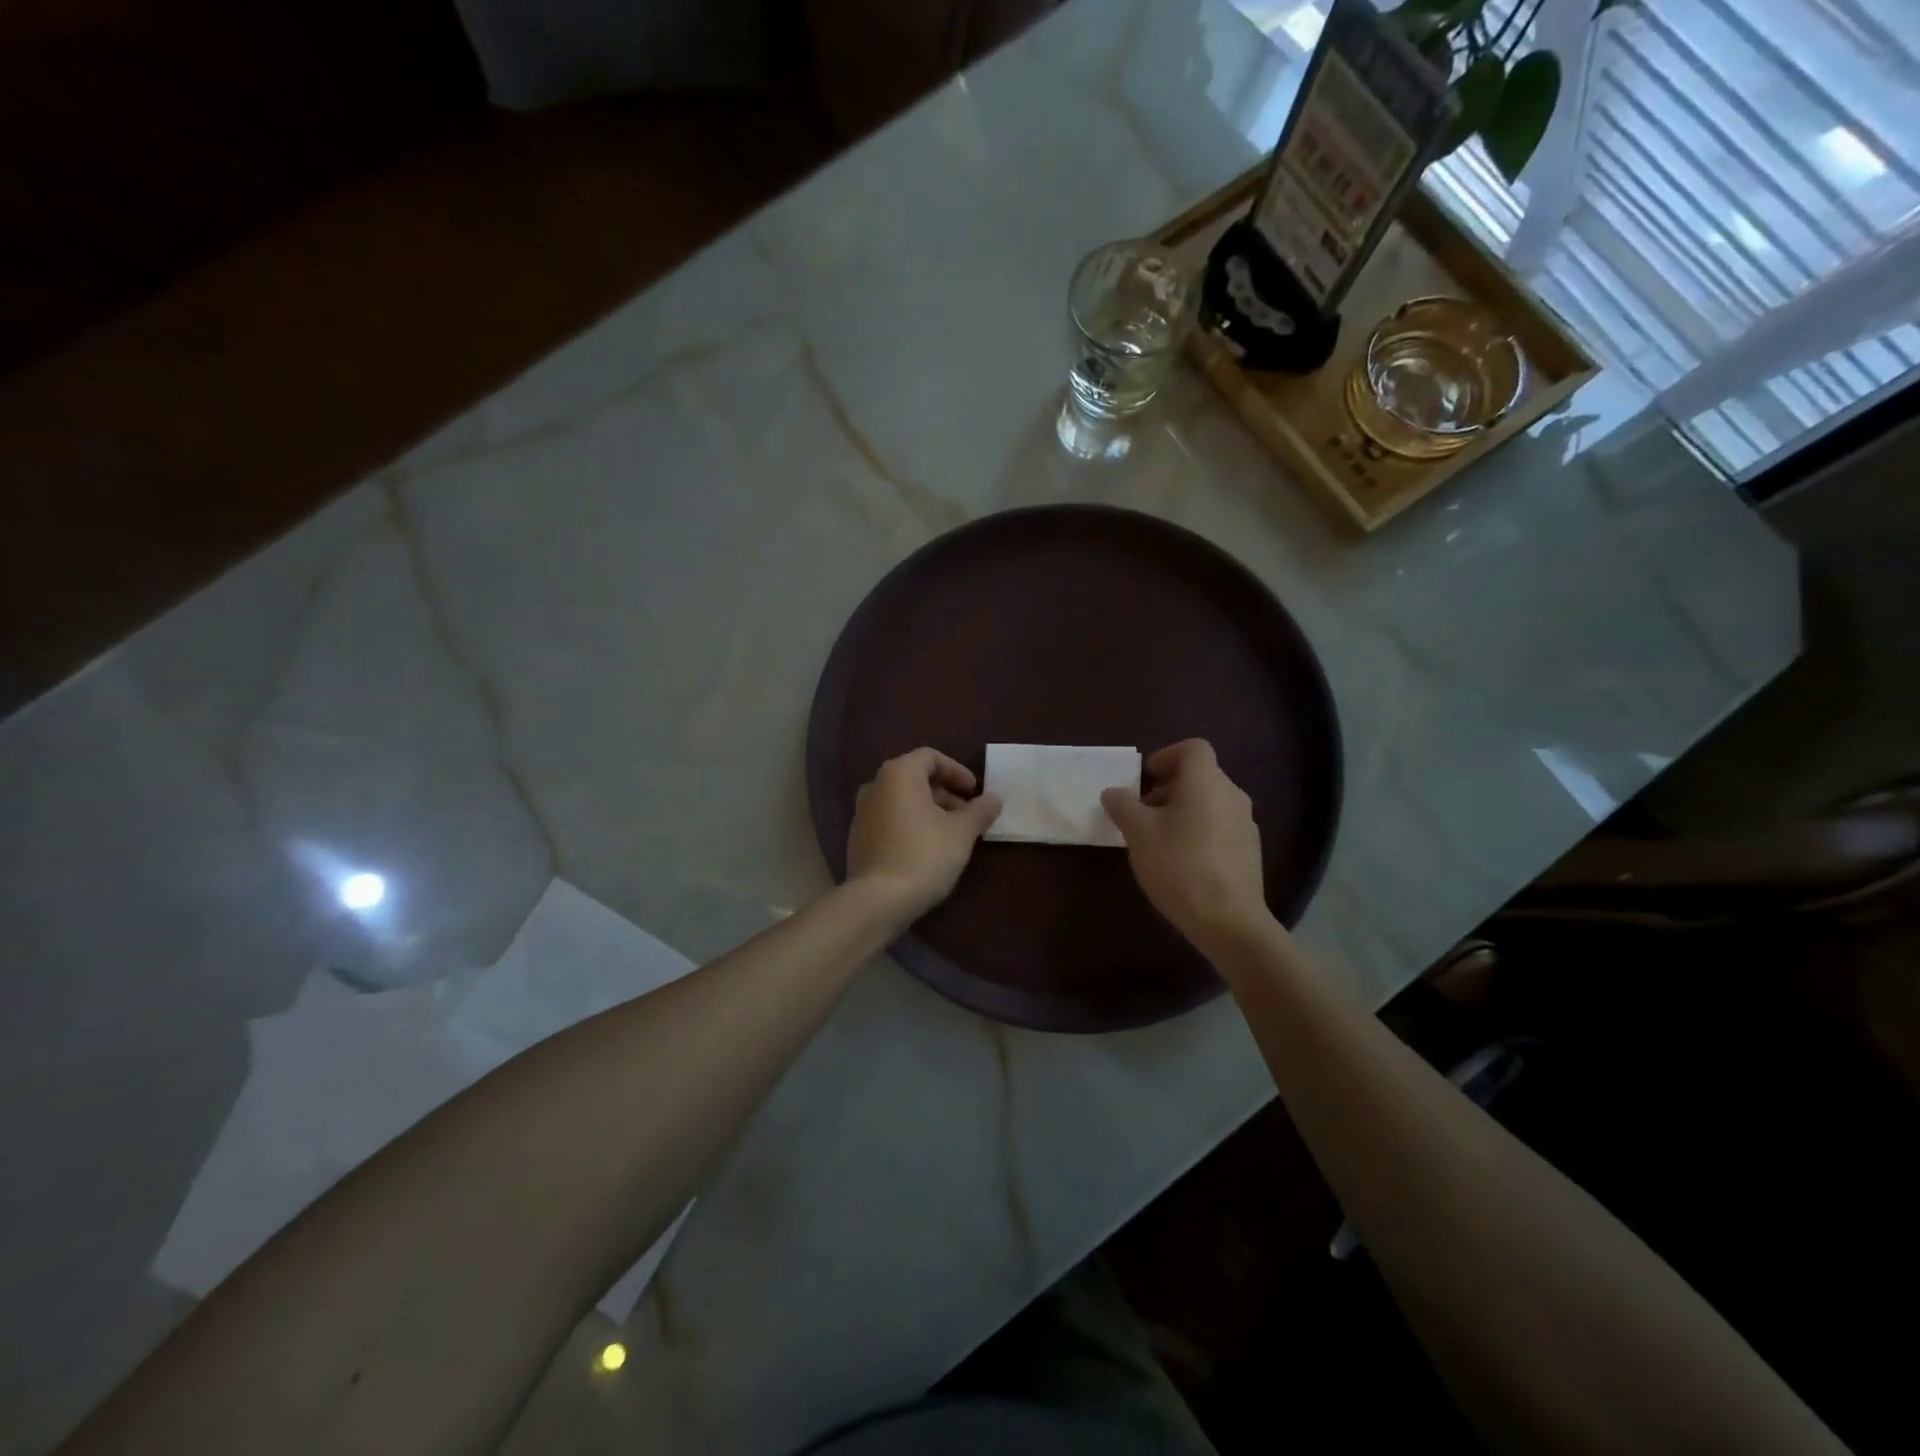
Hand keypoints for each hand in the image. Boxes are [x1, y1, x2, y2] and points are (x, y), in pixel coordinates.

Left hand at [846, 748, 1001, 921]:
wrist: (878, 900)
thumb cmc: (924, 855)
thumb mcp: (962, 832)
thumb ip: (980, 810)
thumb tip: (994, 798)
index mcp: (898, 774)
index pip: (930, 757)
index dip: (956, 771)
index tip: (974, 792)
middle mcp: (875, 786)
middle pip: (915, 778)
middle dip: (945, 793)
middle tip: (967, 815)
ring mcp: (862, 813)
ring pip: (902, 800)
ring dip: (929, 810)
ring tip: (951, 834)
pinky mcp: (858, 838)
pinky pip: (889, 820)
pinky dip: (911, 824)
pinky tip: (927, 849)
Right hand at [1100, 739, 1274, 953]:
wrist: (1228, 920)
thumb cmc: (1179, 865)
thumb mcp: (1138, 833)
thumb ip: (1122, 805)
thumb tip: (1114, 792)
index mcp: (1206, 781)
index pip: (1192, 748)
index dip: (1165, 756)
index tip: (1145, 780)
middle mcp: (1232, 795)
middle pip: (1199, 776)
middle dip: (1168, 789)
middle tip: (1142, 814)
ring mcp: (1245, 824)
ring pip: (1209, 803)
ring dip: (1182, 812)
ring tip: (1158, 841)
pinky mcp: (1249, 852)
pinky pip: (1220, 828)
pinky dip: (1199, 833)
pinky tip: (1182, 863)